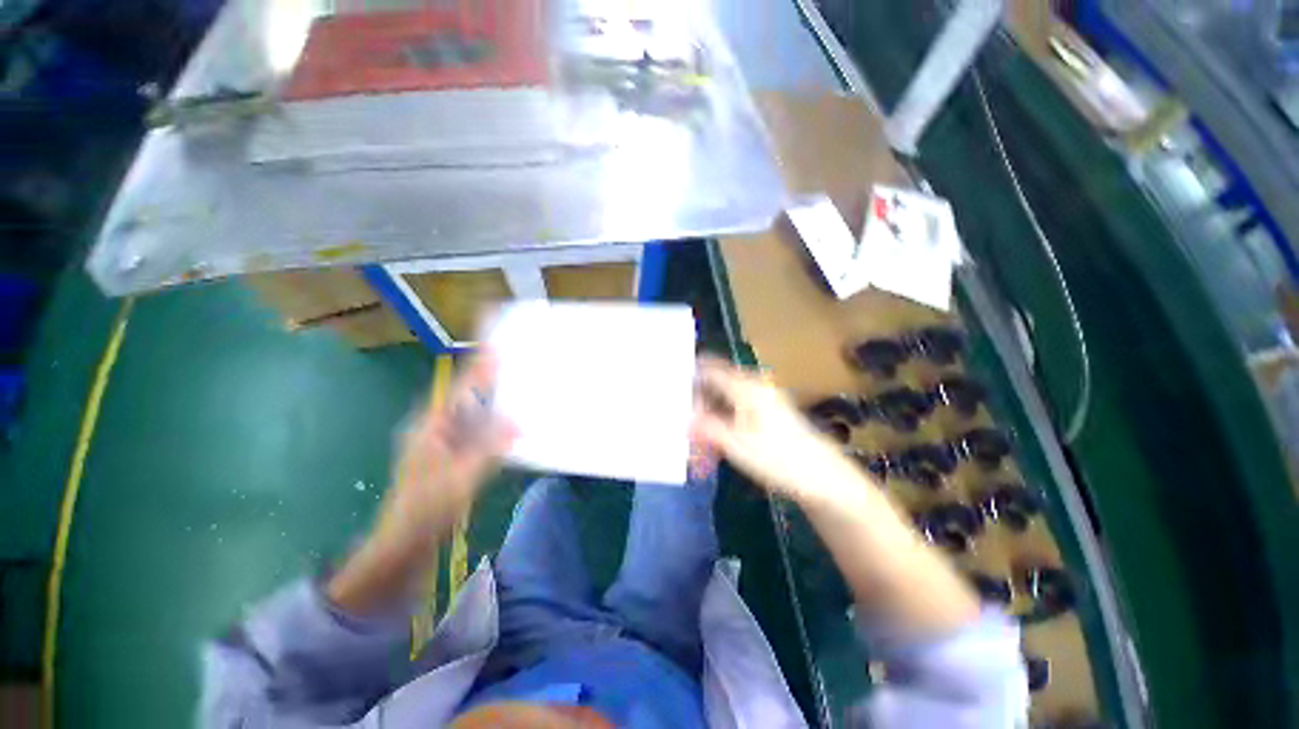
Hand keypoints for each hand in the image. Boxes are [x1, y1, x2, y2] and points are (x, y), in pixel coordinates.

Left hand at [373, 354, 515, 552]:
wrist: (403, 544)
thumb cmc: (426, 509)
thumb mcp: (460, 479)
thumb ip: (489, 449)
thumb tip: (516, 424)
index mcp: (432, 428)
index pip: (460, 389)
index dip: (478, 368)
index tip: (498, 347)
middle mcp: (436, 429)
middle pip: (466, 397)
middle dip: (488, 380)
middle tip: (514, 365)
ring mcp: (442, 443)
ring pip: (471, 415)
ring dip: (492, 402)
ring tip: (517, 389)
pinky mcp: (450, 457)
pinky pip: (475, 432)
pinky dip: (492, 425)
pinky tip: (509, 425)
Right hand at [691, 356, 864, 505]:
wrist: (824, 479)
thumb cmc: (780, 458)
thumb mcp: (737, 445)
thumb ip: (707, 428)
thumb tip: (683, 418)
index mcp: (746, 388)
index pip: (709, 370)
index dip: (688, 378)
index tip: (670, 393)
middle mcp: (752, 389)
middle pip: (713, 390)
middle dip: (696, 412)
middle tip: (682, 435)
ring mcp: (760, 403)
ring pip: (722, 408)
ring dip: (707, 428)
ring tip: (698, 455)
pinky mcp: (765, 418)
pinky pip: (733, 419)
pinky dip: (721, 433)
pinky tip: (713, 456)